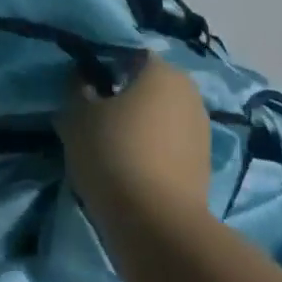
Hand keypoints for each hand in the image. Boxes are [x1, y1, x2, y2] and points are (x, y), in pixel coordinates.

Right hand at [57, 54, 211, 231]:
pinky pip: (170, 145)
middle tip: (95, 119)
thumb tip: (83, 79)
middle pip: (148, 86)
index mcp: (162, 69)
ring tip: (111, 149)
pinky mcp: (204, 164)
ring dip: (140, 126)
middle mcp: (189, 91)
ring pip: (161, 116)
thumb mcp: (77, 116)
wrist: (158, 226)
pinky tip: (132, 170)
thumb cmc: (114, 154)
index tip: (84, 89)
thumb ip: (77, 88)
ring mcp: (202, 129)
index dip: (103, 68)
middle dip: (124, 98)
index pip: (128, 55)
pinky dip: (153, 151)